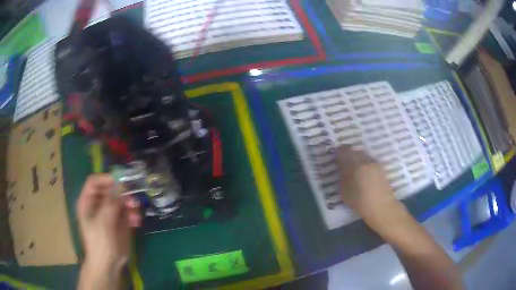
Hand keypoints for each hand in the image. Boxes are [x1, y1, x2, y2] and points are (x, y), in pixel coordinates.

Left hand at [76, 174, 140, 273]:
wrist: (108, 264)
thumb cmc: (100, 243)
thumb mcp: (103, 222)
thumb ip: (111, 202)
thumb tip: (121, 185)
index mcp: (88, 202)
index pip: (94, 182)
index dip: (106, 179)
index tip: (120, 182)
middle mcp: (98, 204)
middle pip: (110, 189)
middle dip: (122, 193)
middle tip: (132, 199)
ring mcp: (109, 213)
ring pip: (120, 200)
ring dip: (130, 204)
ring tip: (136, 213)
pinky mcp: (119, 222)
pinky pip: (127, 211)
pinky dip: (133, 214)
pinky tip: (136, 221)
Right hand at [336, 145, 398, 220]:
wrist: (383, 208)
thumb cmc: (361, 203)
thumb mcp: (345, 193)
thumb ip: (342, 178)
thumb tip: (341, 169)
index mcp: (356, 166)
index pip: (344, 152)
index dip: (338, 153)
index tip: (335, 156)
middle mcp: (366, 161)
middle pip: (354, 151)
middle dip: (347, 153)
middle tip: (342, 159)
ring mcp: (375, 163)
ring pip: (363, 154)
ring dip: (356, 156)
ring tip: (352, 165)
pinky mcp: (380, 168)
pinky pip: (369, 159)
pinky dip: (363, 161)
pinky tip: (361, 170)